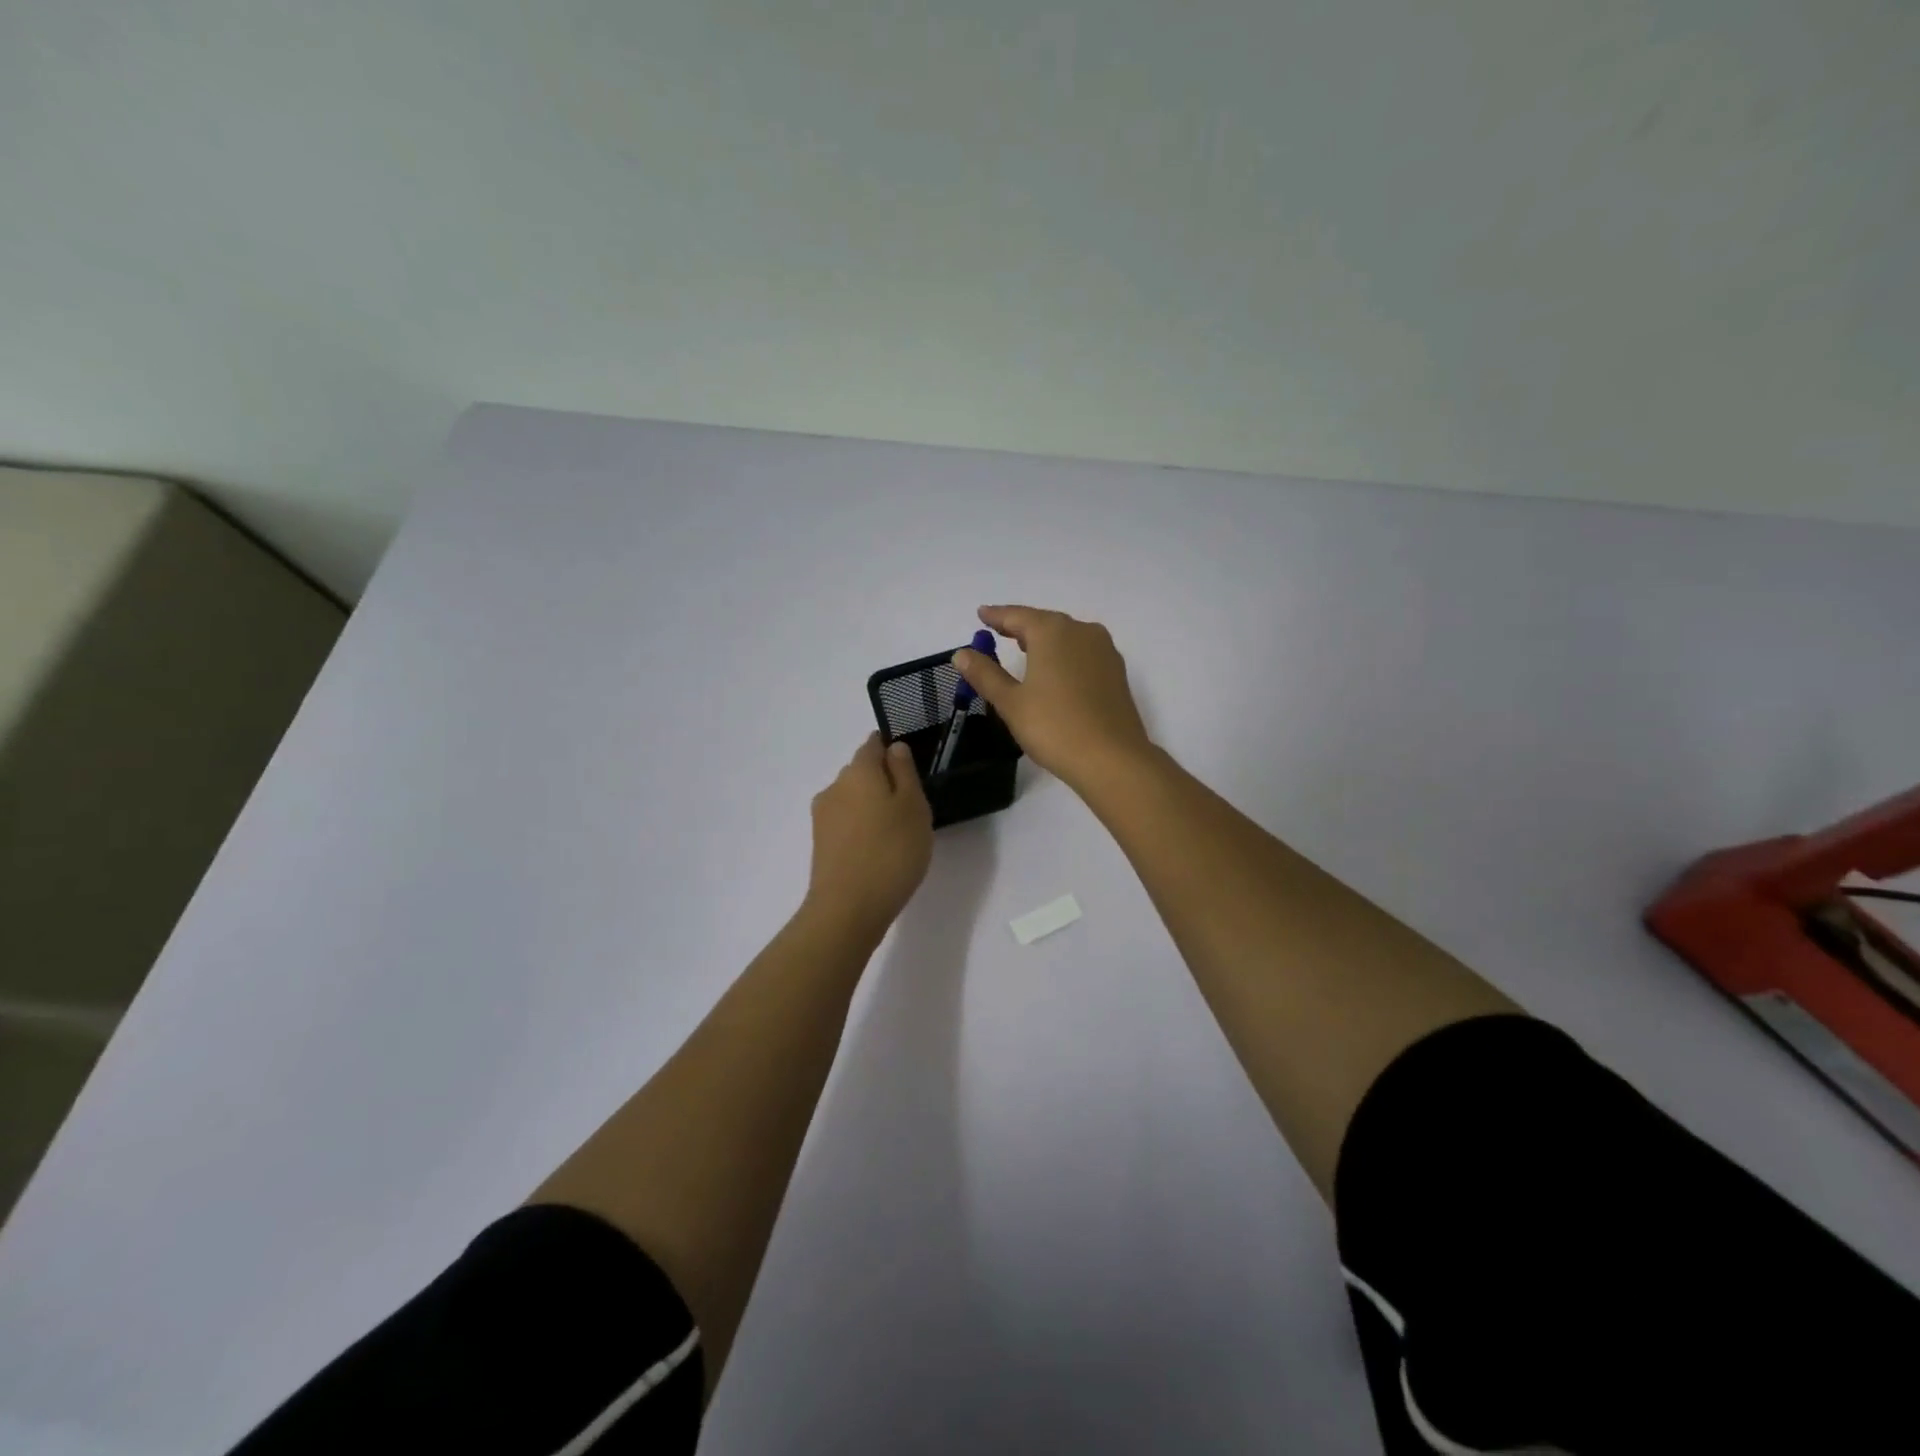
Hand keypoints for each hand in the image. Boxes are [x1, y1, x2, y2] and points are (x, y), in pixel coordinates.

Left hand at [805, 733, 933, 936]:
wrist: (848, 909)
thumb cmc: (892, 852)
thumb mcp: (913, 807)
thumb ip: (904, 772)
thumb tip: (894, 748)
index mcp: (859, 771)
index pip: (873, 745)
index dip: (892, 750)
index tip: (911, 768)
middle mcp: (835, 786)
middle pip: (861, 772)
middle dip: (884, 781)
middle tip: (912, 807)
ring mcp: (823, 816)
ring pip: (853, 799)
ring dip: (872, 807)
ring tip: (897, 834)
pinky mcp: (820, 843)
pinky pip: (846, 823)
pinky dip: (862, 829)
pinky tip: (879, 850)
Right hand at [952, 605, 1153, 793]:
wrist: (1112, 759)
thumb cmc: (1054, 727)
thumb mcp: (1011, 702)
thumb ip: (986, 674)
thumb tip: (962, 654)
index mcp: (1053, 632)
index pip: (1017, 616)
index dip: (997, 615)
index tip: (981, 614)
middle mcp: (1081, 631)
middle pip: (1044, 622)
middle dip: (1020, 626)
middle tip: (998, 630)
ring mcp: (1104, 651)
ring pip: (1067, 636)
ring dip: (1044, 640)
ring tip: (1024, 648)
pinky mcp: (1116, 672)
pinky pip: (1082, 653)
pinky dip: (1063, 654)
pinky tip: (1055, 670)